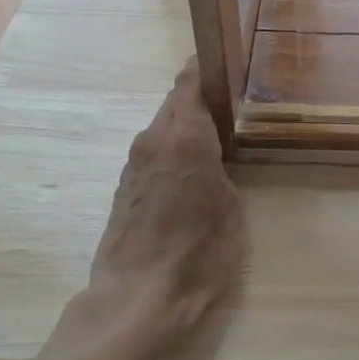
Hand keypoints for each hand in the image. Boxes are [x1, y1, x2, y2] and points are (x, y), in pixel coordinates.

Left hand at [83, 62, 244, 359]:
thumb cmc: (197, 253)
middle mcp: (154, 139)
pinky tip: (194, 168)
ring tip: (218, 136)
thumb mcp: (230, 209)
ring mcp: (135, 163)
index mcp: (184, 137)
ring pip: (163, 126)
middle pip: (176, 101)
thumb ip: (223, 172)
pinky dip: (174, 148)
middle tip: (233, 104)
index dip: (206, 67)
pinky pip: (155, 151)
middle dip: (200, 97)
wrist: (137, 297)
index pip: (189, 81)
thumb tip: (214, 159)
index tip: (226, 63)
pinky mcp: (125, 185)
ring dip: (186, 125)